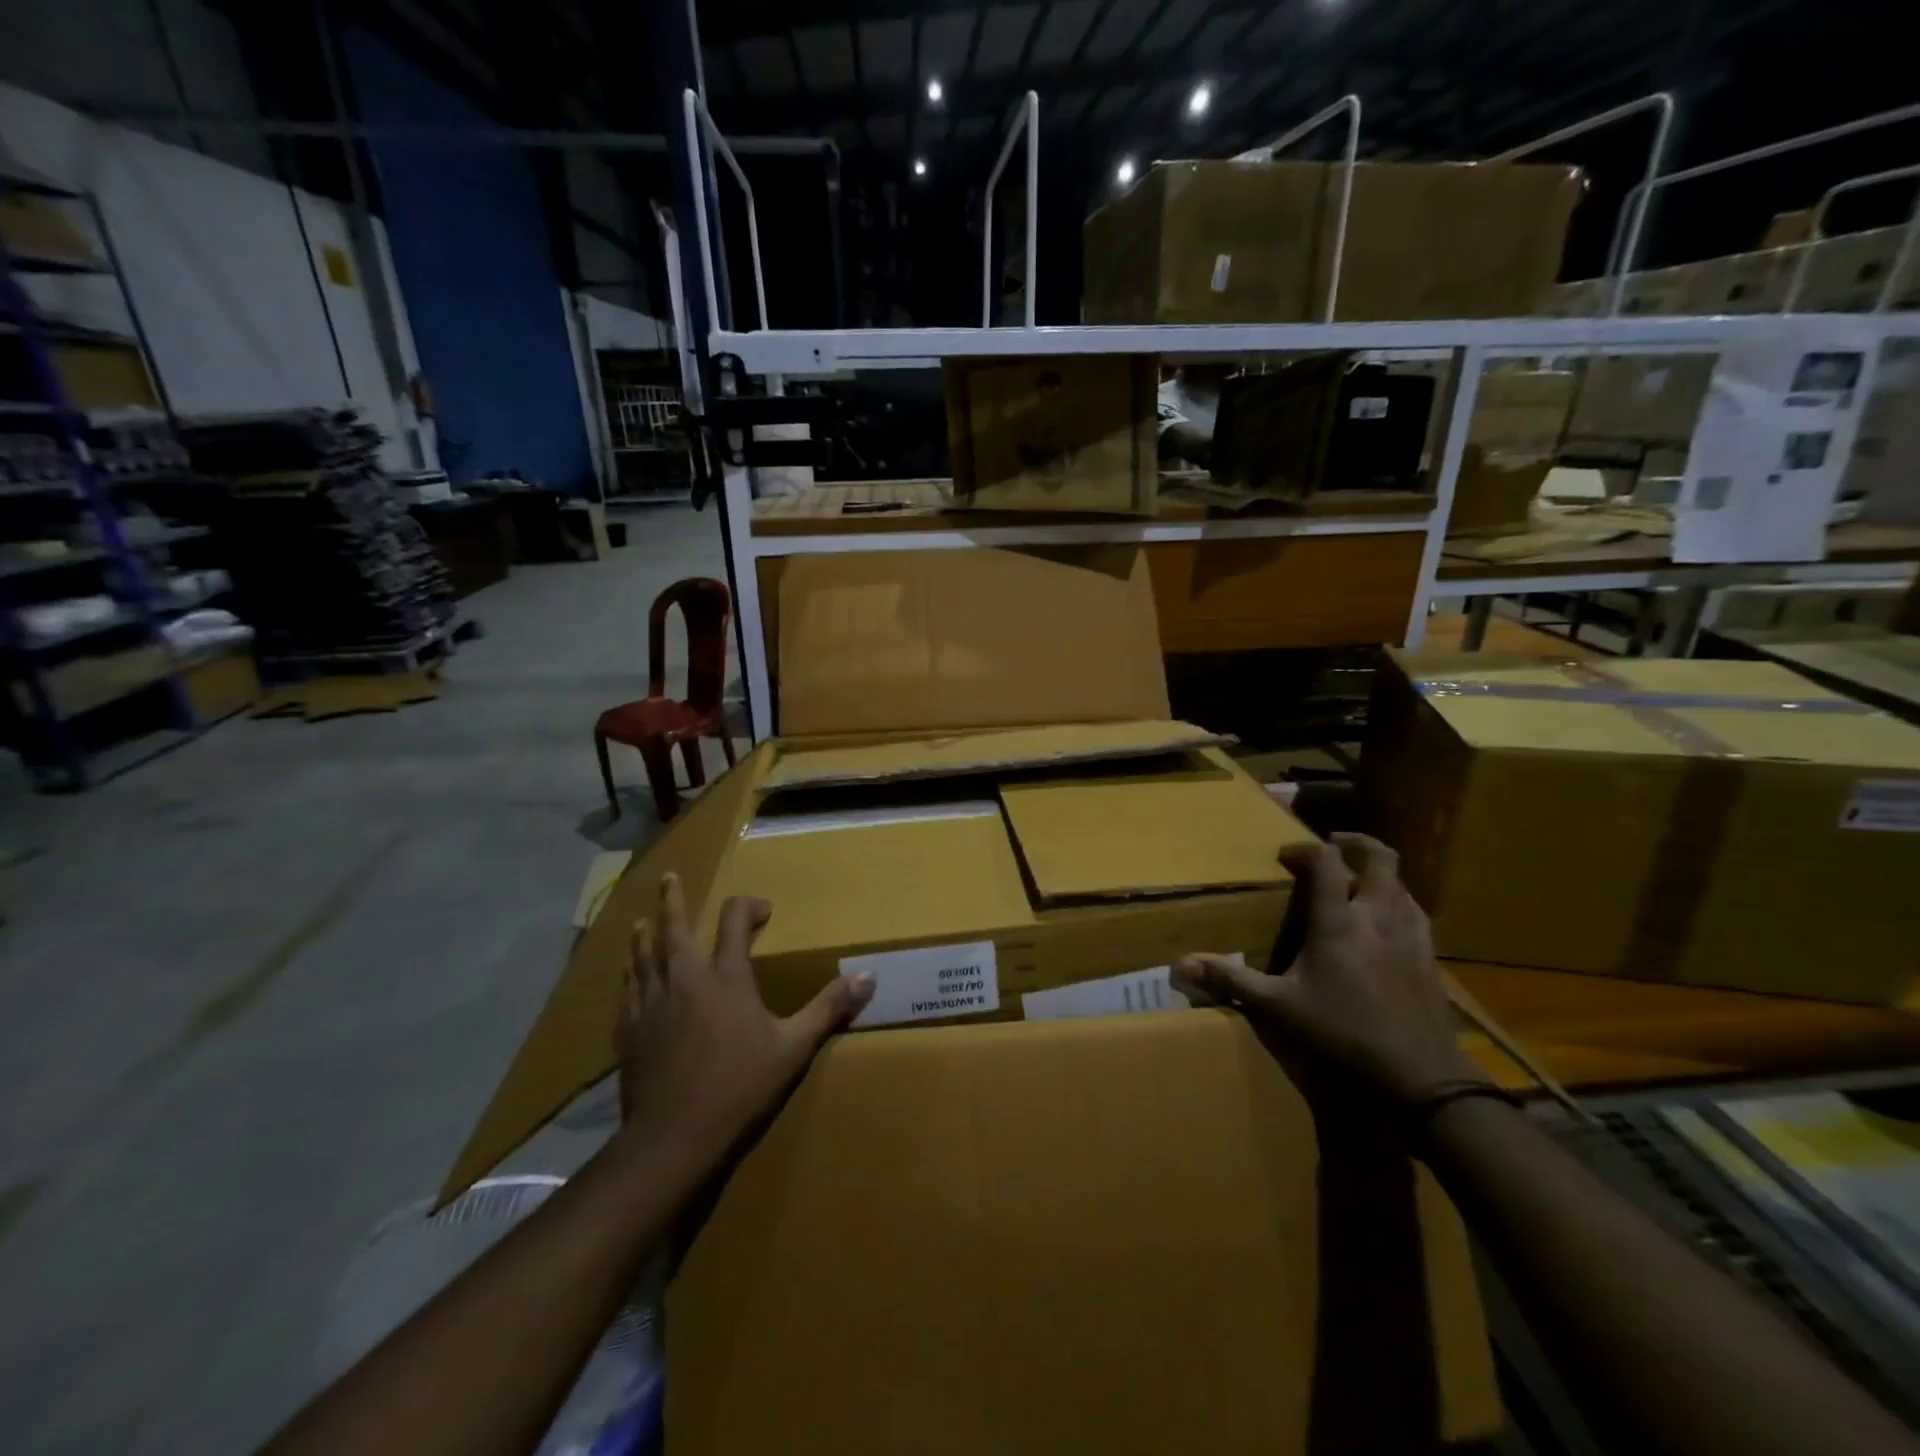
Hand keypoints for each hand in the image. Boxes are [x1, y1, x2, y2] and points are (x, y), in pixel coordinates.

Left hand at [613, 873, 874, 1159]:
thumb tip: (869, 977)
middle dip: (673, 901)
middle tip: (668, 878)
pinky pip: (627, 991)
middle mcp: (684, 979)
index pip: (734, 923)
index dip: (748, 907)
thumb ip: (829, 1008)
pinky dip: (630, 976)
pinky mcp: (629, 1031)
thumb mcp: (794, 1048)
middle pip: (674, 928)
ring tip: (641, 920)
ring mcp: (651, 1004)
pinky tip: (628, 976)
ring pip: (643, 956)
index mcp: (726, 978)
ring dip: (645, 934)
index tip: (762, 910)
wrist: (674, 1138)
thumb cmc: (740, 1087)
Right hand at [1171, 833, 1476, 1105]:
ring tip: (1359, 881)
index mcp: (1339, 923)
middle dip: (1357, 844)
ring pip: (1403, 885)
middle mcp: (1378, 918)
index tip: (1285, 856)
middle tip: (1334, 845)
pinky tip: (1388, 923)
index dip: (1305, 850)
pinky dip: (1400, 904)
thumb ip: (1231, 980)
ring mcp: (1411, 937)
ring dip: (1380, 874)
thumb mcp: (1278, 1009)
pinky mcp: (1431, 960)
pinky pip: (1418, 914)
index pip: (1327, 863)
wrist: (1421, 1078)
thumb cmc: (1342, 1034)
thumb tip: (1179, 965)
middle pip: (1381, 859)